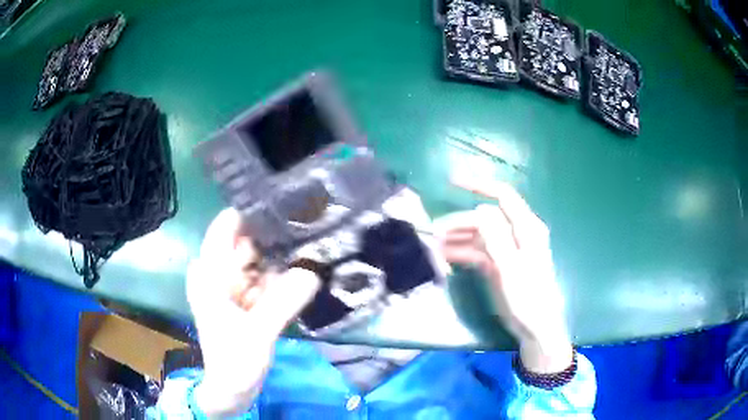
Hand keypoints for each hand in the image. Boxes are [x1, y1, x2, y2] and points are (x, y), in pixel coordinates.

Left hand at [186, 209, 320, 416]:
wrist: (231, 389)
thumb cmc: (234, 361)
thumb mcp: (258, 332)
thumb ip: (284, 302)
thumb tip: (313, 272)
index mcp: (210, 274)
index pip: (227, 226)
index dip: (255, 212)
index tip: (289, 202)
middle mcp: (218, 272)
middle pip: (248, 241)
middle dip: (277, 236)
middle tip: (313, 226)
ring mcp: (232, 285)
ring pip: (260, 260)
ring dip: (283, 257)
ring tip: (314, 245)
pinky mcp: (245, 297)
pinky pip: (265, 278)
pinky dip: (282, 277)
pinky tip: (305, 272)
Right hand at [434, 178, 572, 372]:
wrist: (535, 327)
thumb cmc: (528, 298)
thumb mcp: (512, 268)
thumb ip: (497, 237)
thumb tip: (479, 208)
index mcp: (526, 228)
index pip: (503, 196)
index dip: (479, 186)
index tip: (452, 183)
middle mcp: (517, 233)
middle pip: (485, 218)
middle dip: (461, 221)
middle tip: (435, 232)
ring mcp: (507, 249)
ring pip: (479, 235)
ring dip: (458, 238)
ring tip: (436, 246)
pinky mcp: (500, 264)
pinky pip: (478, 252)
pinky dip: (463, 252)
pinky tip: (446, 257)